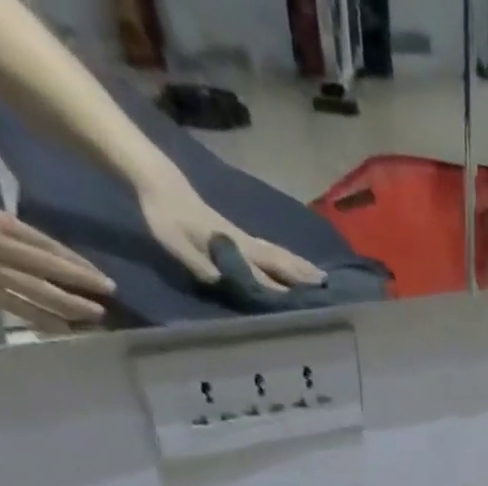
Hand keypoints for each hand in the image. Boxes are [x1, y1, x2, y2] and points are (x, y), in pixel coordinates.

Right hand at [0, 182, 112, 331]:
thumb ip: (7, 229)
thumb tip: (41, 250)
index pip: (49, 247)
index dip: (79, 265)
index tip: (103, 278)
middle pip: (50, 270)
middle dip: (83, 285)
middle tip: (111, 297)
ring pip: (39, 294)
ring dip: (71, 307)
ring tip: (96, 316)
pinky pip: (17, 309)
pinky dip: (43, 320)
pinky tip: (64, 329)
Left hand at [136, 171, 324, 288]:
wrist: (160, 184)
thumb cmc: (166, 217)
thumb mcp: (178, 245)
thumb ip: (203, 266)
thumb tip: (229, 284)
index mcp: (234, 249)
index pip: (264, 273)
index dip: (285, 288)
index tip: (308, 300)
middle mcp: (245, 244)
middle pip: (279, 261)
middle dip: (303, 275)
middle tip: (328, 287)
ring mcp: (244, 238)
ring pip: (278, 254)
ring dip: (300, 266)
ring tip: (321, 276)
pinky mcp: (240, 235)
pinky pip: (271, 250)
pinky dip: (288, 258)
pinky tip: (295, 263)